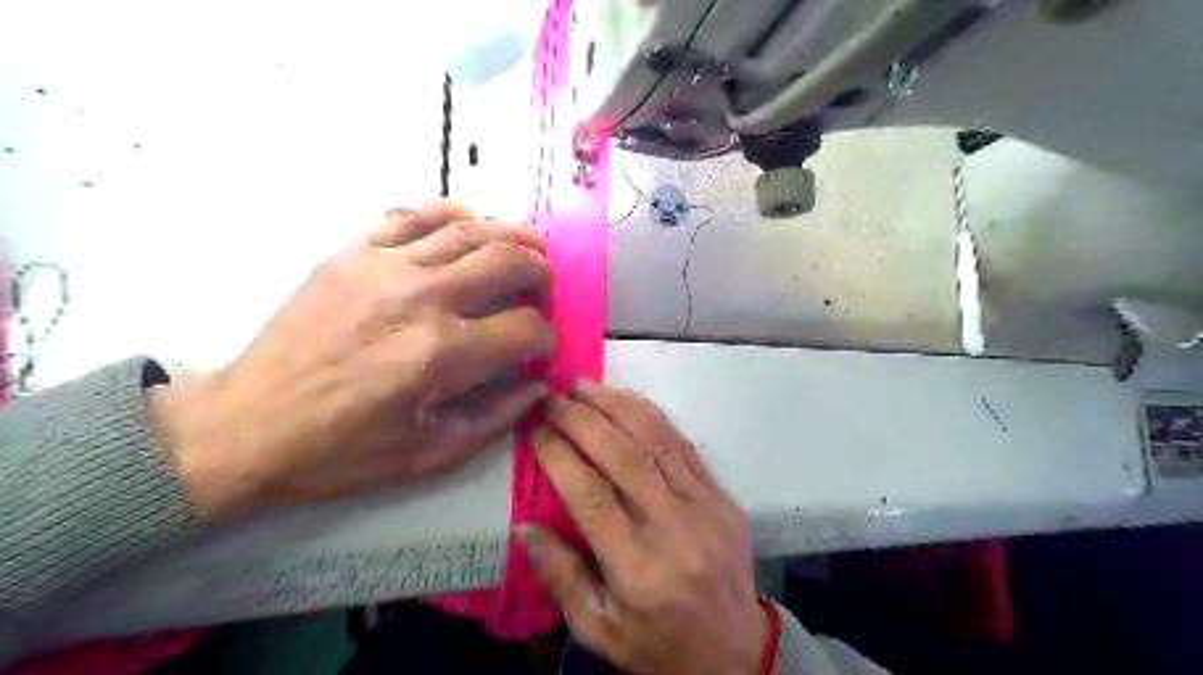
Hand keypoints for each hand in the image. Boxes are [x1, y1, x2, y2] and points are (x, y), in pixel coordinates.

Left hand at [150, 199, 558, 516]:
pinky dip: (451, 213)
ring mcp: (384, 267)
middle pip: (509, 262)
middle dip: (542, 275)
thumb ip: (498, 417)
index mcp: (443, 354)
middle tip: (543, 293)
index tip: (539, 351)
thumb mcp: (431, 454)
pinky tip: (467, 223)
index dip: (546, 340)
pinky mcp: (352, 253)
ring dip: (512, 236)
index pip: (526, 329)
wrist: (246, 426)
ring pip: (470, 229)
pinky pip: (412, 214)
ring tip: (528, 248)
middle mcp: (422, 298)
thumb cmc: (342, 451)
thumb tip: (539, 385)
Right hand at [520, 382, 770, 672]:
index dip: (558, 454)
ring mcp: (705, 506)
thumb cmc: (657, 646)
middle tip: (553, 395)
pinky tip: (626, 401)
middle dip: (582, 418)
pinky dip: (652, 417)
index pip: (590, 495)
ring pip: (656, 440)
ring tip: (584, 386)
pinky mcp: (722, 496)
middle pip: (623, 456)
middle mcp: (673, 528)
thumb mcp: (598, 628)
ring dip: (617, 405)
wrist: (735, 653)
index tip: (534, 427)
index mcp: (638, 569)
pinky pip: (683, 445)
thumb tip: (523, 525)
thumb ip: (560, 574)